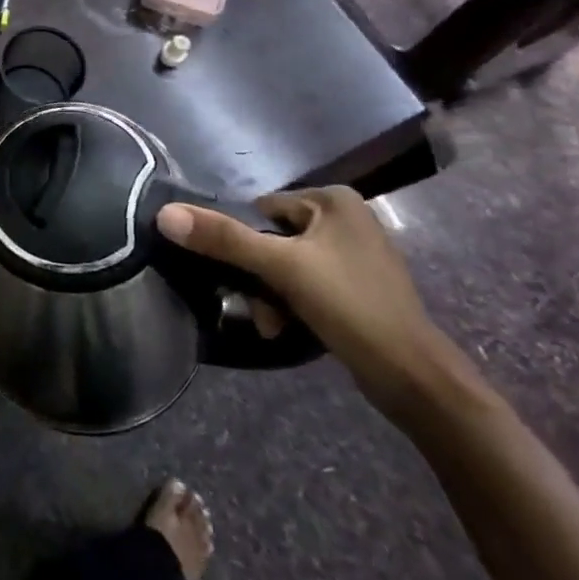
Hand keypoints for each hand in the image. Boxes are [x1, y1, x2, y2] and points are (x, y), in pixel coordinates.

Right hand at [156, 187, 450, 420]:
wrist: (413, 379)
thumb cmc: (350, 306)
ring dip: (271, 296)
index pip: (262, 209)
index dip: (245, 242)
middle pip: (272, 239)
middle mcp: (346, 218)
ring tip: (273, 324)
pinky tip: (289, 328)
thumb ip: (223, 238)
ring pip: (286, 266)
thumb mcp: (280, 267)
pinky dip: (292, 304)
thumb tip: (164, 214)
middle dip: (259, 277)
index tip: (243, 276)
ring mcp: (354, 254)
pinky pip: (306, 284)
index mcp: (334, 200)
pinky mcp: (358, 287)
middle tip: (258, 307)